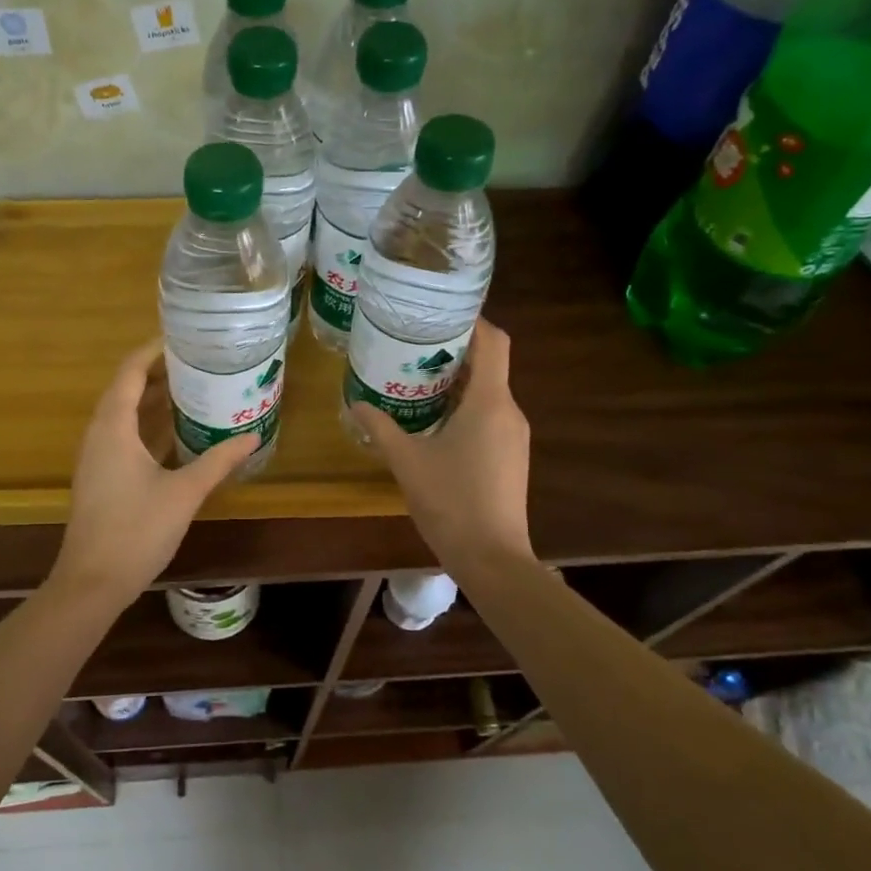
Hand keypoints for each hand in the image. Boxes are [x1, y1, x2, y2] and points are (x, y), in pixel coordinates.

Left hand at [48, 340, 258, 604]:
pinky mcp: (101, 477)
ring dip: (154, 400)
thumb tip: (252, 436)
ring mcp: (97, 457)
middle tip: (199, 363)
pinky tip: (177, 433)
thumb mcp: (184, 492)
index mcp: (113, 427)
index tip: (184, 339)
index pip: (130, 372)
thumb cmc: (136, 531)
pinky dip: (148, 426)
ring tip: (194, 389)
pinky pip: (124, 436)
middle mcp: (99, 434)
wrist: (92, 582)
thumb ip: (218, 461)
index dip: (153, 351)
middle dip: (160, 373)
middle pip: (126, 389)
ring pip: (124, 415)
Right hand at [351, 319, 534, 574]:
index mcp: (490, 402)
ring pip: (489, 392)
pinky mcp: (512, 457)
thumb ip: (380, 427)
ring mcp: (514, 436)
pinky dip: (465, 407)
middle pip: (489, 364)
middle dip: (454, 351)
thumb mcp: (406, 461)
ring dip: (458, 382)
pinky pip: (490, 416)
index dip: (472, 320)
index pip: (494, 341)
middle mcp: (510, 411)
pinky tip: (434, 422)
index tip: (439, 313)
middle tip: (413, 346)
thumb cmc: (450, 501)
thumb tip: (355, 403)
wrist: (492, 557)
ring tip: (416, 379)